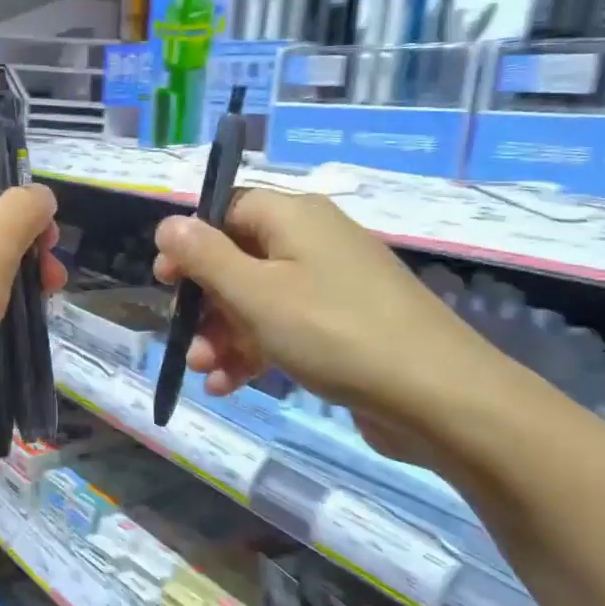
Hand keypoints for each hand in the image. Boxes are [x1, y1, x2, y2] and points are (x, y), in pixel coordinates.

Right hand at [151, 188, 499, 426]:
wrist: (438, 396)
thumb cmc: (333, 331)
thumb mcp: (255, 293)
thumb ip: (204, 256)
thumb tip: (168, 223)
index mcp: (293, 217)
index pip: (226, 209)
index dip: (190, 242)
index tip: (166, 281)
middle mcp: (312, 242)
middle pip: (238, 259)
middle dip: (205, 304)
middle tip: (185, 339)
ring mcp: (331, 285)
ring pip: (257, 301)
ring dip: (223, 336)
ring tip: (206, 374)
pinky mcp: (343, 326)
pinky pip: (285, 328)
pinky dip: (255, 352)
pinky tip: (231, 386)